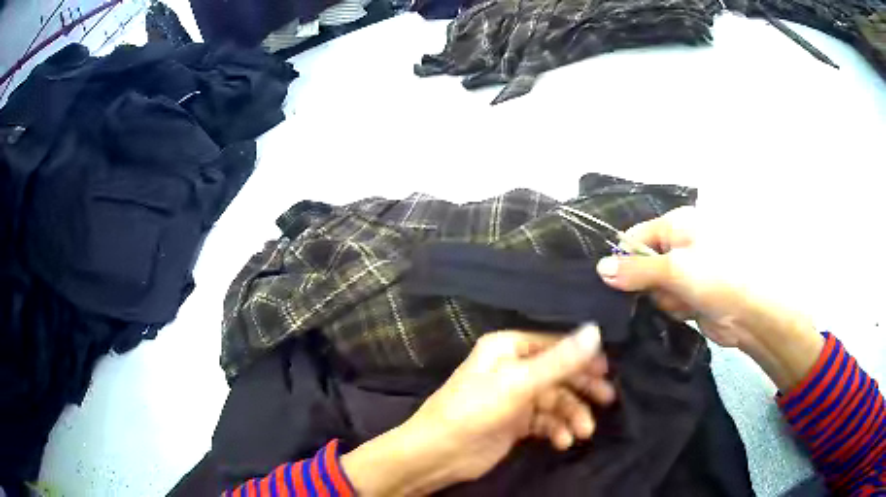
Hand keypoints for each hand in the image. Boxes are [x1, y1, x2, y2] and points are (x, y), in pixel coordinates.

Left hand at [342, 325, 614, 496]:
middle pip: (558, 373)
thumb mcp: (519, 384)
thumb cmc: (476, 411)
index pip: (555, 345)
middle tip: (607, 400)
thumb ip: (560, 360)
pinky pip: (545, 421)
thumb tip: (596, 330)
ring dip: (571, 415)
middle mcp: (512, 367)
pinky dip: (557, 429)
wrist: (439, 454)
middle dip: (581, 389)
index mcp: (508, 348)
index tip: (607, 371)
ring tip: (583, 432)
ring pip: (554, 401)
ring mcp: (514, 397)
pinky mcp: (515, 422)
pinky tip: (563, 442)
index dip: (582, 357)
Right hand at [595, 206, 822, 389]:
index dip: (624, 259)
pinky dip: (674, 309)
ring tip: (685, 302)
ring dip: (665, 299)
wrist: (750, 313)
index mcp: (677, 225)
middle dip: (649, 284)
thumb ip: (635, 270)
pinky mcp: (691, 295)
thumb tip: (600, 269)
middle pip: (643, 264)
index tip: (615, 282)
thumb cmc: (715, 277)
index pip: (636, 237)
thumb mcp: (673, 269)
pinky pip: (668, 302)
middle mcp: (680, 244)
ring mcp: (687, 271)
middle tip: (664, 291)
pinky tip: (689, 311)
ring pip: (655, 288)